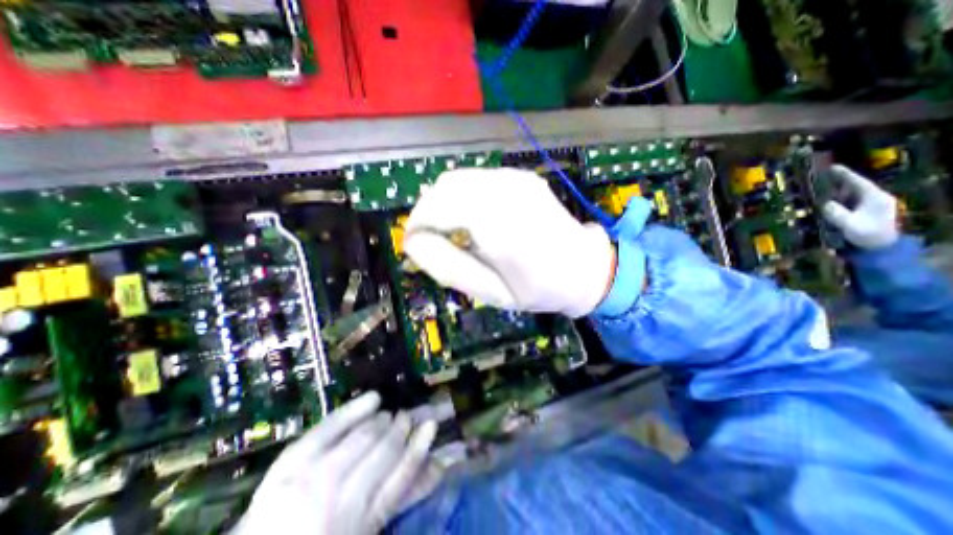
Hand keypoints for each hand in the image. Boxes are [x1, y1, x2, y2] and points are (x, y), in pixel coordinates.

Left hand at [243, 392, 441, 534]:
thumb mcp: (365, 531)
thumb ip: (401, 498)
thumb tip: (438, 467)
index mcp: (360, 523)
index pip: (402, 477)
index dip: (419, 447)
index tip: (431, 425)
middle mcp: (341, 499)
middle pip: (385, 450)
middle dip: (401, 428)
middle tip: (407, 417)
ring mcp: (313, 478)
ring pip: (364, 436)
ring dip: (383, 420)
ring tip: (389, 416)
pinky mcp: (291, 463)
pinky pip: (331, 426)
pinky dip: (356, 409)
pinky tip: (374, 397)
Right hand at [404, 166, 613, 316]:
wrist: (585, 267)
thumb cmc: (539, 289)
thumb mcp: (490, 293)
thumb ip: (448, 267)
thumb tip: (414, 242)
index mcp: (499, 225)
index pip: (438, 207)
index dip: (417, 223)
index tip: (412, 244)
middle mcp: (507, 192)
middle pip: (445, 187)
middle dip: (427, 211)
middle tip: (431, 239)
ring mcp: (515, 179)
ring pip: (458, 179)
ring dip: (444, 202)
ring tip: (451, 231)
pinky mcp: (520, 176)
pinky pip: (477, 179)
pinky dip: (463, 196)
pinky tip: (474, 218)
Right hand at [820, 163, 901, 248]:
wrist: (880, 248)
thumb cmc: (868, 235)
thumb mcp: (851, 225)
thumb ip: (838, 214)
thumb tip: (825, 204)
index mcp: (875, 198)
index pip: (859, 183)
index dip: (845, 175)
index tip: (831, 167)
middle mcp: (874, 199)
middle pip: (854, 187)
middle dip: (837, 183)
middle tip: (817, 179)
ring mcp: (868, 205)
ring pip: (850, 194)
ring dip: (834, 192)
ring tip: (817, 191)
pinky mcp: (862, 212)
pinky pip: (847, 202)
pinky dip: (835, 200)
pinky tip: (824, 202)